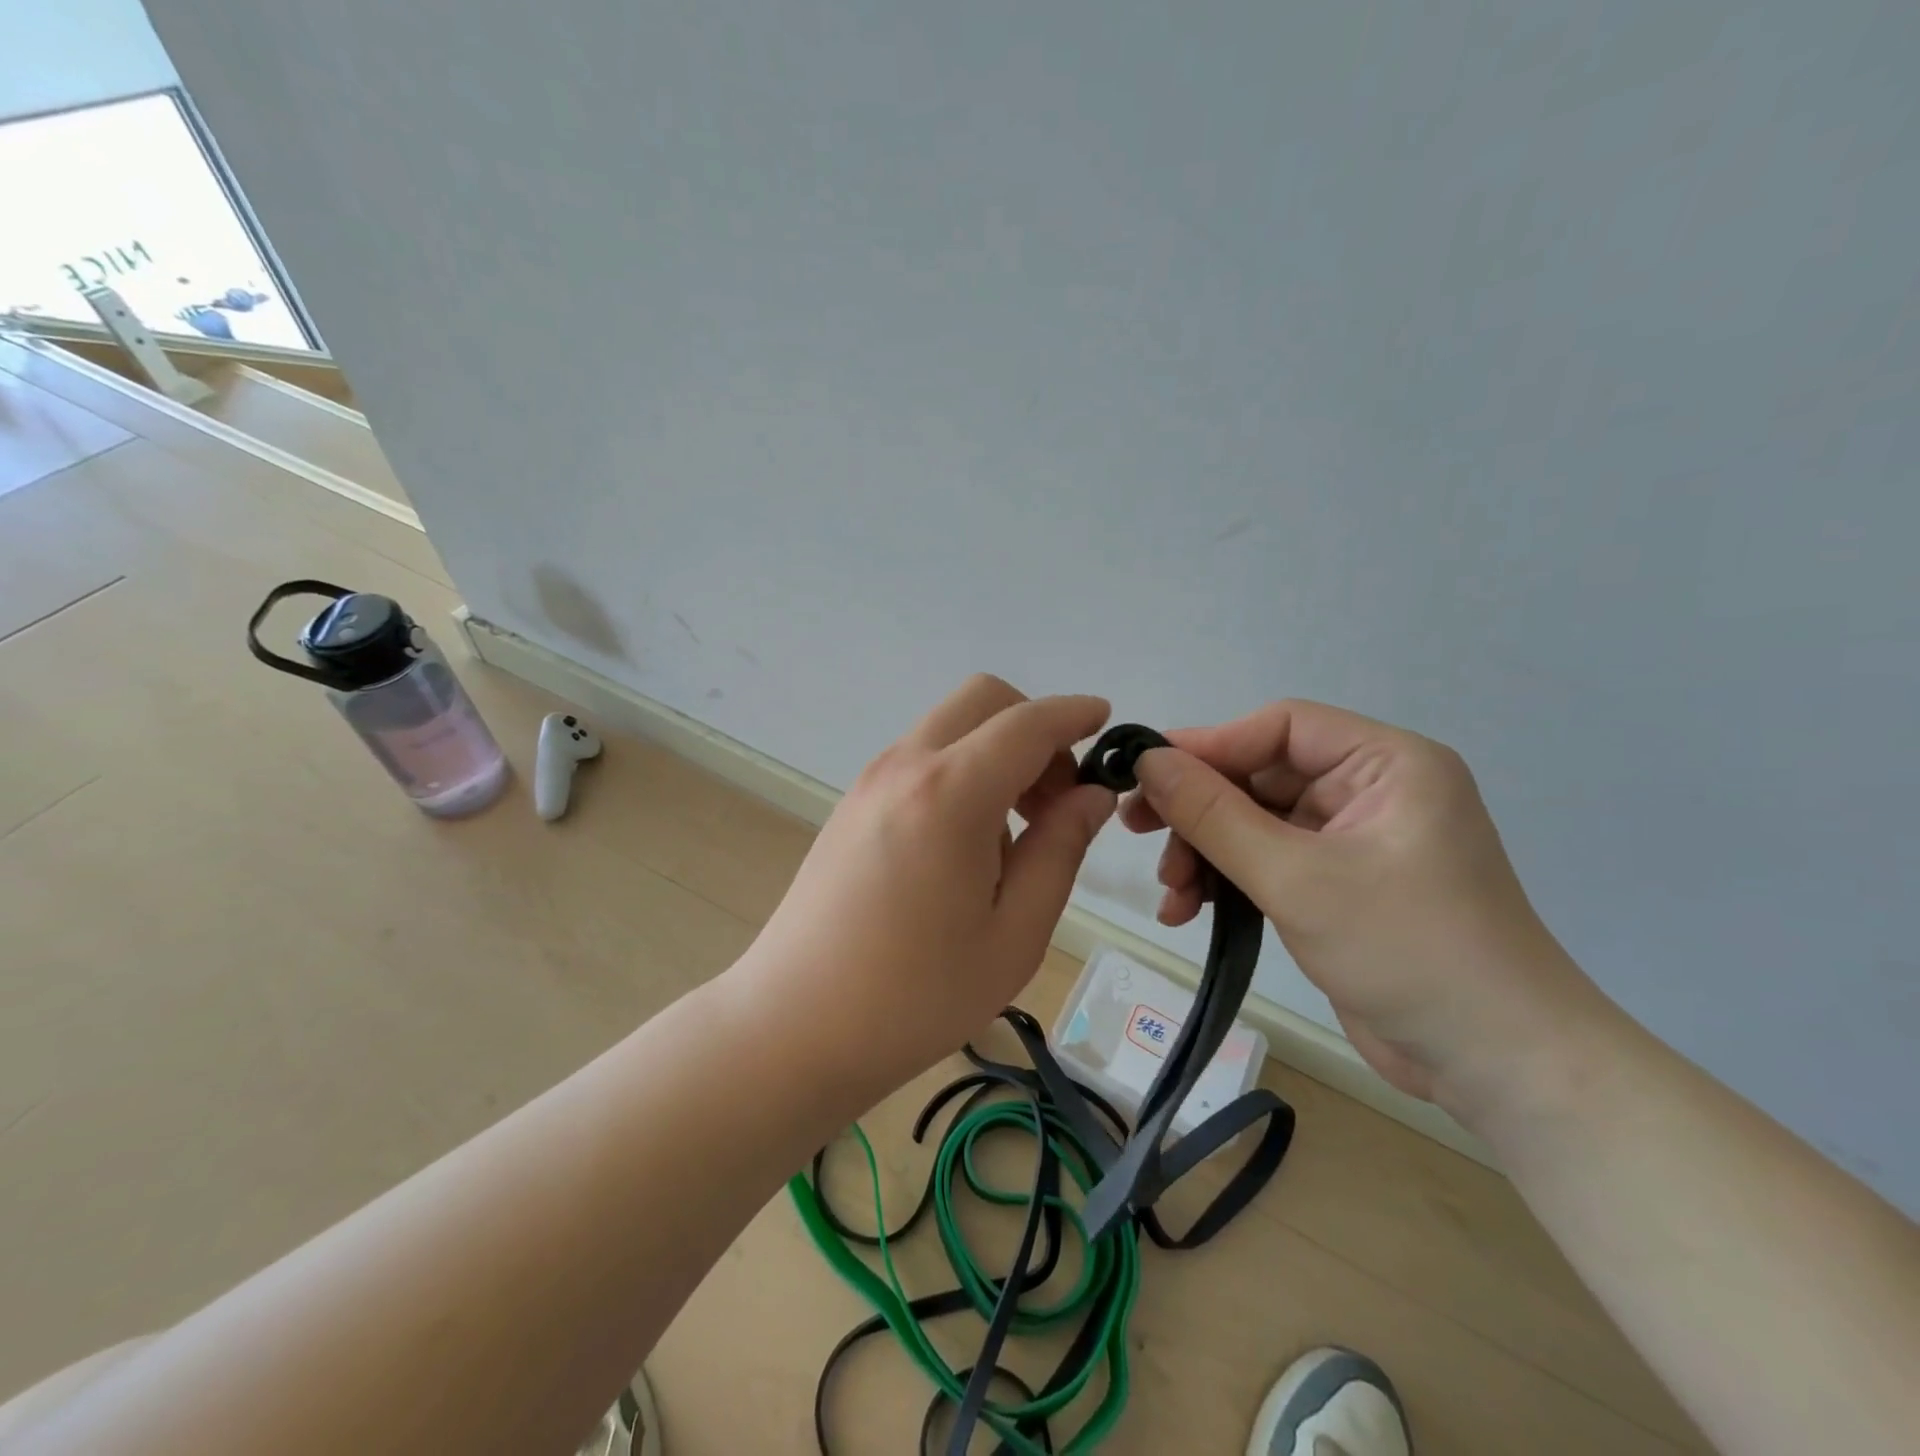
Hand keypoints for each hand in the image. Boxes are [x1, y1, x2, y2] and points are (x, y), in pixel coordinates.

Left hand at [741, 675, 1115, 1091]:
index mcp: (951, 793)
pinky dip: (960, 770)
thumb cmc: (916, 995)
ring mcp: (870, 781)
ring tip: (1012, 834)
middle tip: (1054, 798)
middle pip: (982, 699)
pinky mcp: (852, 804)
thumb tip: (1092, 796)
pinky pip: (921, 758)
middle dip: (1032, 727)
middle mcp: (905, 766)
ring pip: (949, 727)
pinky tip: (964, 846)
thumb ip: (1059, 850)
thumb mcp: (1014, 934)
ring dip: (995, 751)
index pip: (1027, 724)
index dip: (1073, 713)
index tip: (1105, 719)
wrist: (794, 1025)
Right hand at [1121, 701, 1603, 1119]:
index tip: (1144, 772)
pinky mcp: (1338, 886)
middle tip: (1137, 831)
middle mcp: (1371, 791)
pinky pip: (1266, 863)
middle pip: (1260, 777)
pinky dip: (1226, 882)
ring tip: (1171, 892)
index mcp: (1386, 764)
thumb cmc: (1407, 951)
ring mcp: (1353, 841)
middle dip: (1199, 811)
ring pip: (1254, 823)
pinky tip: (1188, 912)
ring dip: (1205, 853)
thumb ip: (1215, 815)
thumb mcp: (1296, 877)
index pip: (1280, 727)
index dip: (1209, 745)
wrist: (1496, 1066)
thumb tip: (1148, 759)